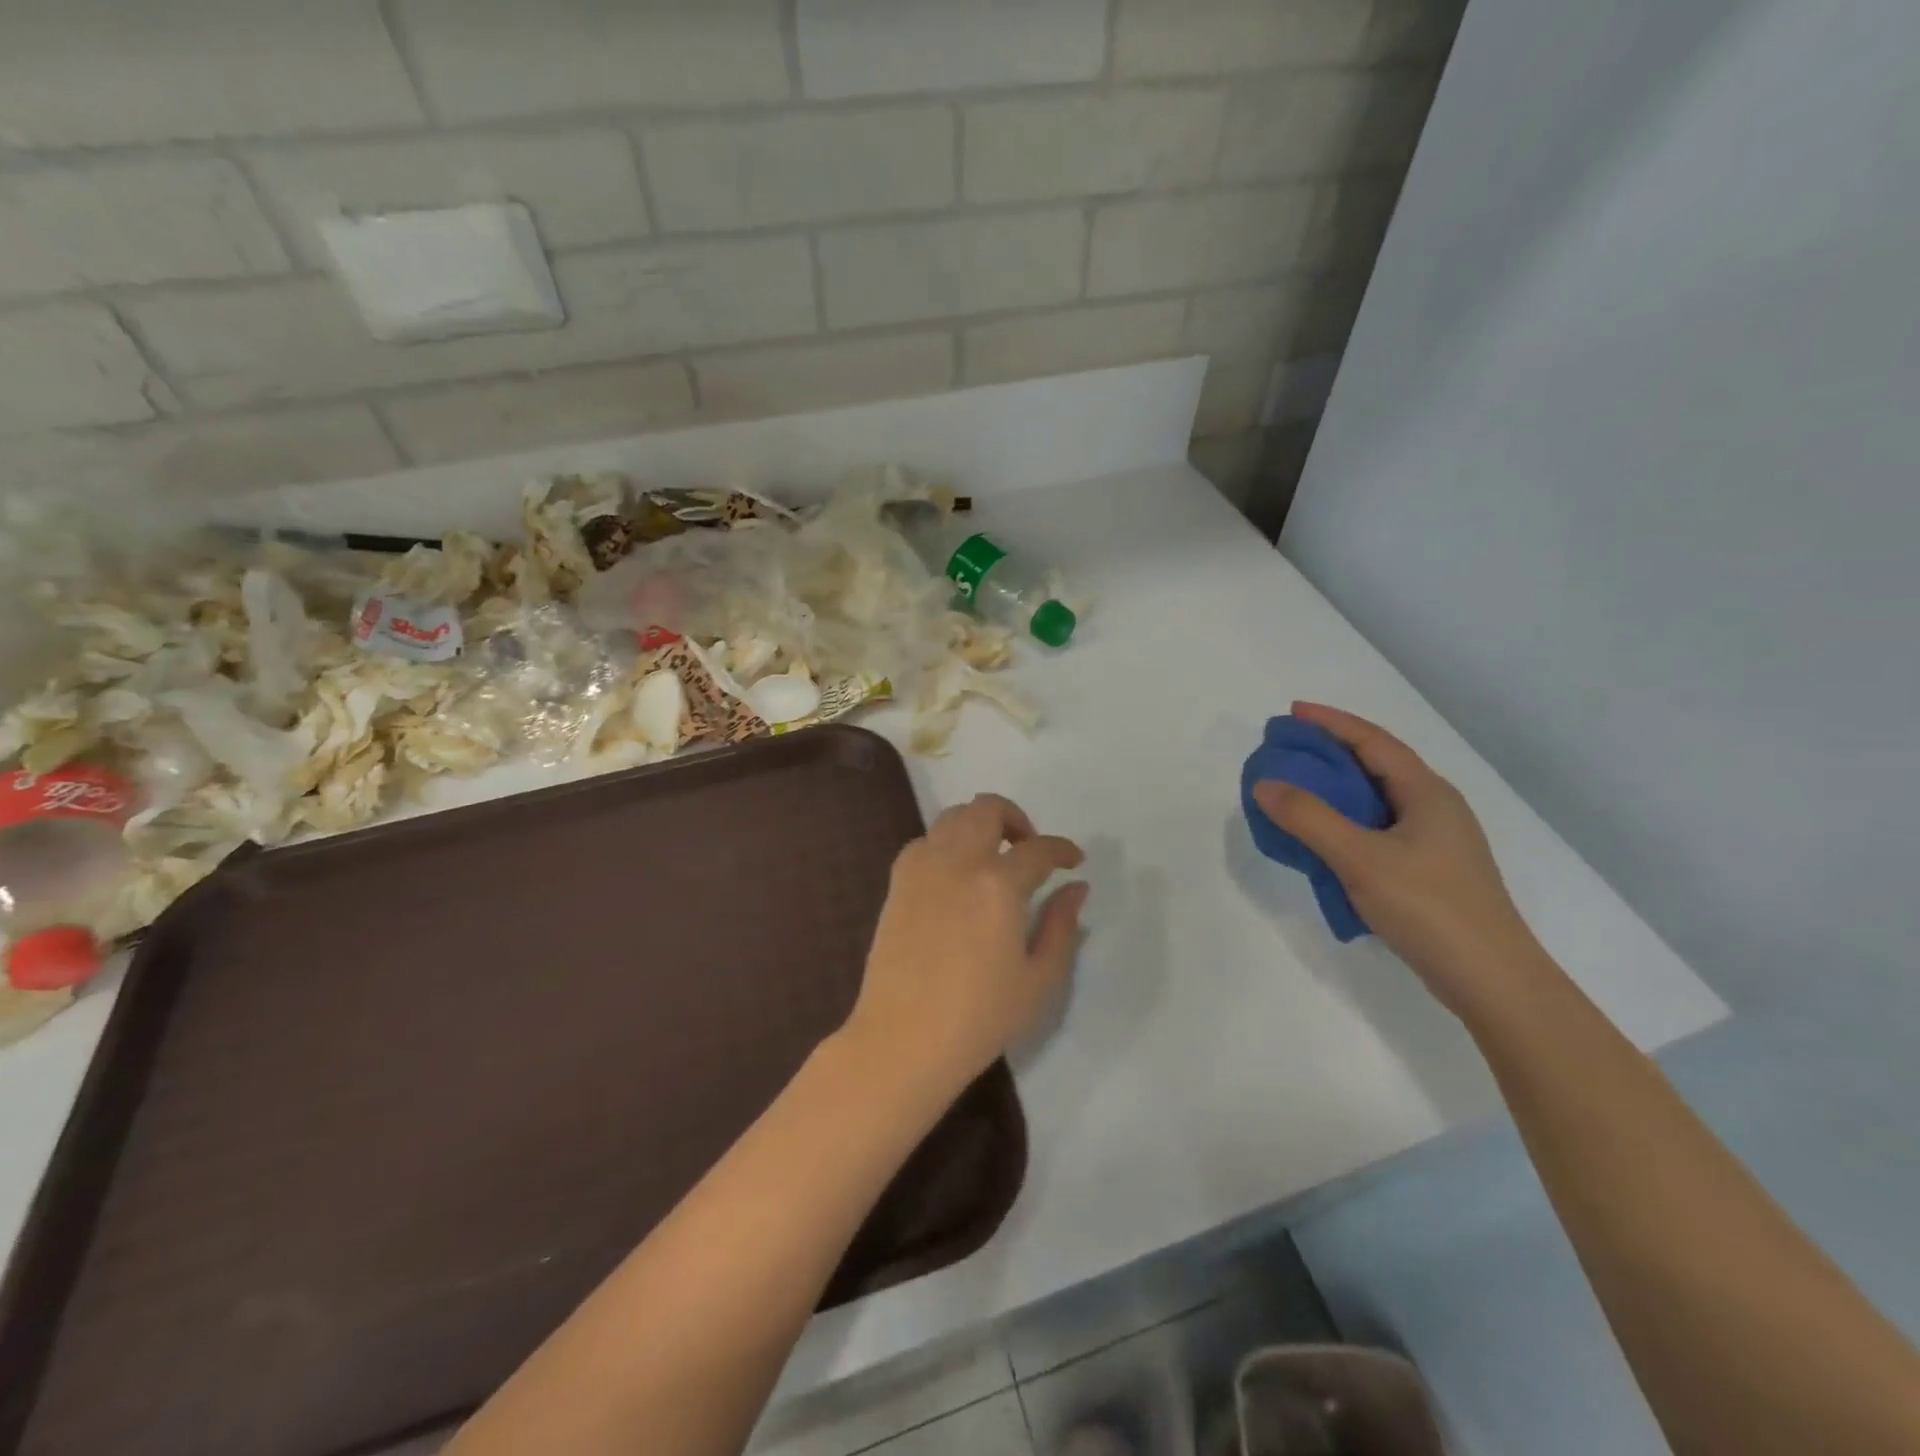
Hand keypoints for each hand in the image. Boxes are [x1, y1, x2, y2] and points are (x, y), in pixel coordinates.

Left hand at [844, 794, 1086, 1098]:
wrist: (902, 1040)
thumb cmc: (979, 1018)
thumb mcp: (1038, 980)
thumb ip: (1061, 926)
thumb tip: (1076, 888)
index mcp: (998, 885)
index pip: (1039, 850)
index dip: (1062, 850)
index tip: (1074, 861)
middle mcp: (958, 862)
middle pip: (987, 808)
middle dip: (1016, 818)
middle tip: (1029, 849)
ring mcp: (921, 868)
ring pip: (952, 817)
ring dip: (979, 824)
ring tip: (993, 857)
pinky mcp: (897, 882)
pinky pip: (924, 842)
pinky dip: (946, 843)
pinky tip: (956, 875)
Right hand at [1251, 702, 1547, 1018]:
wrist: (1492, 981)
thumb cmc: (1429, 908)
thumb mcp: (1360, 859)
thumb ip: (1309, 818)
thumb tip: (1265, 784)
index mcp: (1427, 793)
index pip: (1374, 741)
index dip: (1331, 722)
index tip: (1291, 713)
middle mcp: (1435, 809)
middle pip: (1377, 766)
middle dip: (1330, 753)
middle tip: (1287, 751)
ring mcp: (1436, 842)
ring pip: (1377, 801)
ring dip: (1337, 790)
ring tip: (1296, 791)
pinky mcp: (1429, 871)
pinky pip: (1378, 830)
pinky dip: (1345, 822)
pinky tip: (1324, 840)